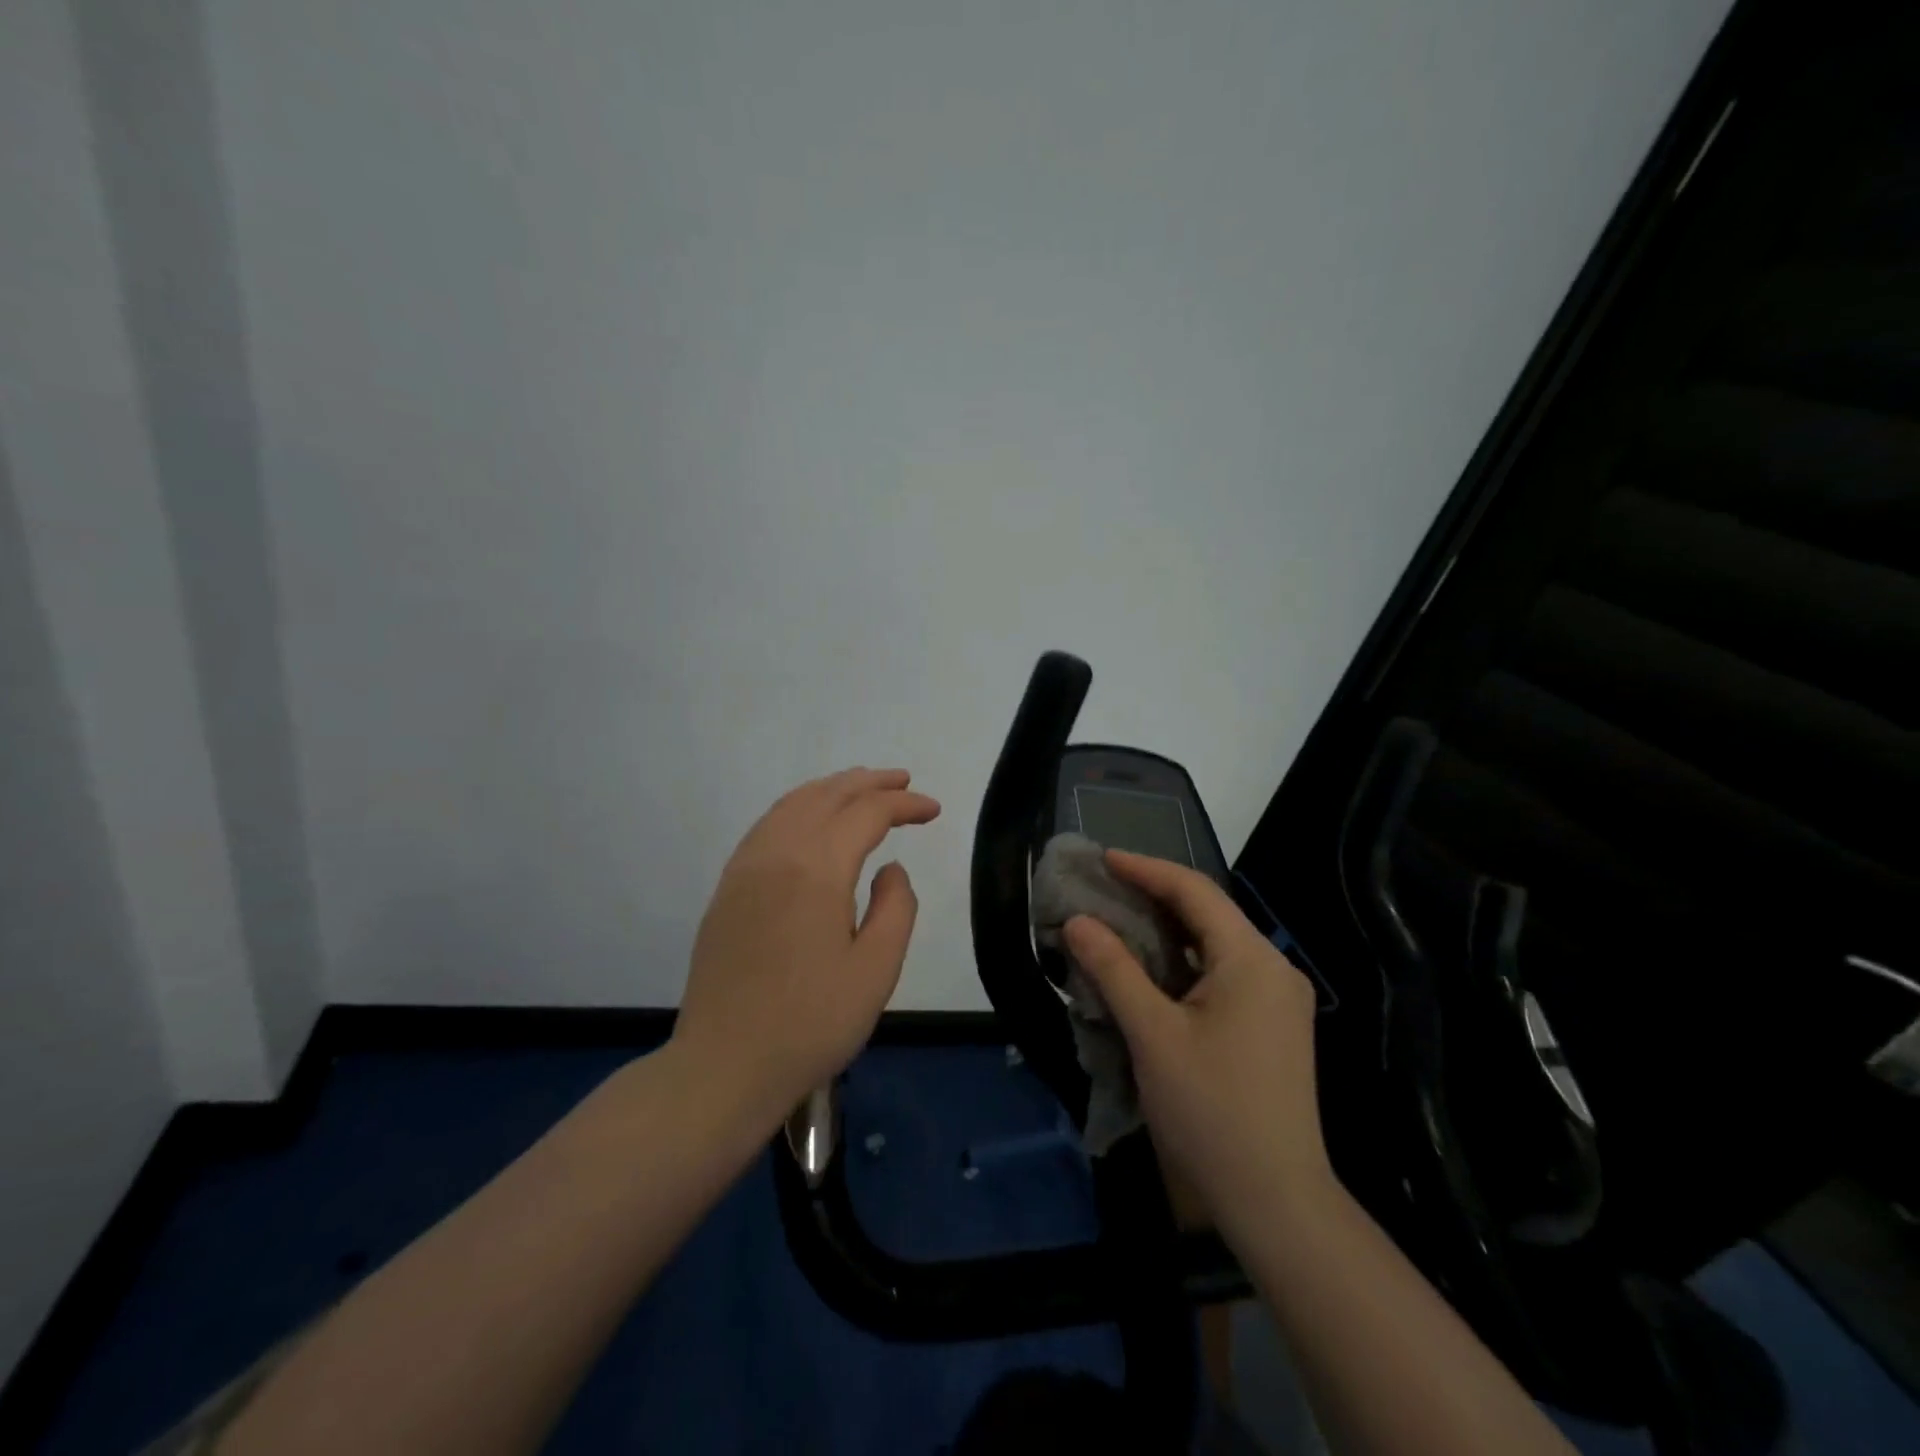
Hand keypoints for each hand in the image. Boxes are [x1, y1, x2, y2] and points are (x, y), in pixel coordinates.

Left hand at [673, 768, 940, 1124]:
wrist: (725, 1065)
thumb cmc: (811, 1023)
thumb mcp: (877, 971)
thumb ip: (896, 907)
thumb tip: (890, 868)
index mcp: (816, 869)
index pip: (867, 813)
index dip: (904, 804)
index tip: (933, 810)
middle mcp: (777, 853)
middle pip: (827, 795)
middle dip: (870, 783)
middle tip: (904, 782)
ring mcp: (745, 868)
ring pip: (792, 804)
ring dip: (832, 788)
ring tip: (863, 788)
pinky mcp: (728, 888)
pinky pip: (767, 825)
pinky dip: (799, 807)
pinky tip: (812, 821)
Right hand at [1064, 851, 1329, 1232]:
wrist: (1276, 1201)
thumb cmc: (1211, 1110)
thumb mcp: (1152, 1034)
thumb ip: (1114, 969)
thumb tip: (1077, 921)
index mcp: (1252, 960)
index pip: (1195, 891)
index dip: (1146, 869)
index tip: (1103, 859)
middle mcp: (1273, 969)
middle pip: (1208, 913)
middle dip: (1154, 894)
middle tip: (1104, 886)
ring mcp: (1278, 1000)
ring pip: (1215, 944)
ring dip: (1167, 928)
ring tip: (1119, 918)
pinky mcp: (1272, 1026)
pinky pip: (1222, 973)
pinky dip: (1183, 961)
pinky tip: (1151, 968)